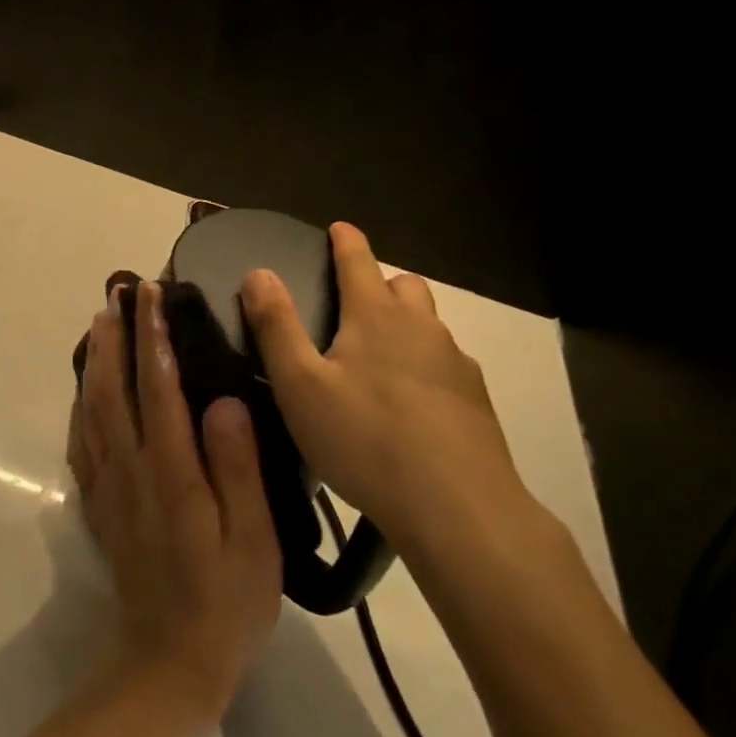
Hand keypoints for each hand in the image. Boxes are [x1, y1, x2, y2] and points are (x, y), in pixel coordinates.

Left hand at [67, 280, 281, 721]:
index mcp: (170, 472)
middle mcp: (131, 469)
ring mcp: (109, 486)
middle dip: (115, 337)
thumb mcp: (253, 540)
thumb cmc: (226, 601)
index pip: (158, 388)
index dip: (152, 337)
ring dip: (95, 362)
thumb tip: (224, 401)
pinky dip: (80, 405)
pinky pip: (82, 442)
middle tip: (116, 295)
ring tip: (99, 325)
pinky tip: (85, 390)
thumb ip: (236, 468)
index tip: (151, 296)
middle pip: (113, 389)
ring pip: (92, 409)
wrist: (170, 663)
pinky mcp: (100, 504)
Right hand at [240, 223, 534, 567]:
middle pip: (403, 286)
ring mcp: (456, 363)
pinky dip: (425, 367)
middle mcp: (422, 327)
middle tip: (352, 306)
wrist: (459, 508)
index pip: (359, 259)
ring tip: (377, 361)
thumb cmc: (366, 439)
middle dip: (379, 283)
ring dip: (404, 326)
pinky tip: (410, 406)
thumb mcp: (300, 385)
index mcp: (376, 315)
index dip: (345, 240)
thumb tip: (259, 272)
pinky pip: (446, 365)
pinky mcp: (476, 401)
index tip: (338, 228)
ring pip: (428, 326)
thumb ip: (276, 326)